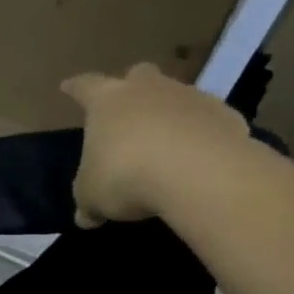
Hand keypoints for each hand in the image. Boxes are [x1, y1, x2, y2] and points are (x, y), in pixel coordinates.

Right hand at [60, 63, 247, 227]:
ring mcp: (190, 97)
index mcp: (107, 101)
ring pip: (177, 96)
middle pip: (138, 75)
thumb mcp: (94, 197)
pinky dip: (204, 134)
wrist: (198, 173)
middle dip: (132, 88)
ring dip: (171, 113)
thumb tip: (85, 217)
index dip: (75, 88)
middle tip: (130, 108)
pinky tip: (202, 159)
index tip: (68, 86)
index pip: (85, 86)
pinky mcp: (226, 115)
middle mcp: (148, 88)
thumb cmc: (127, 176)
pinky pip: (209, 121)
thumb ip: (88, 203)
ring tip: (168, 143)